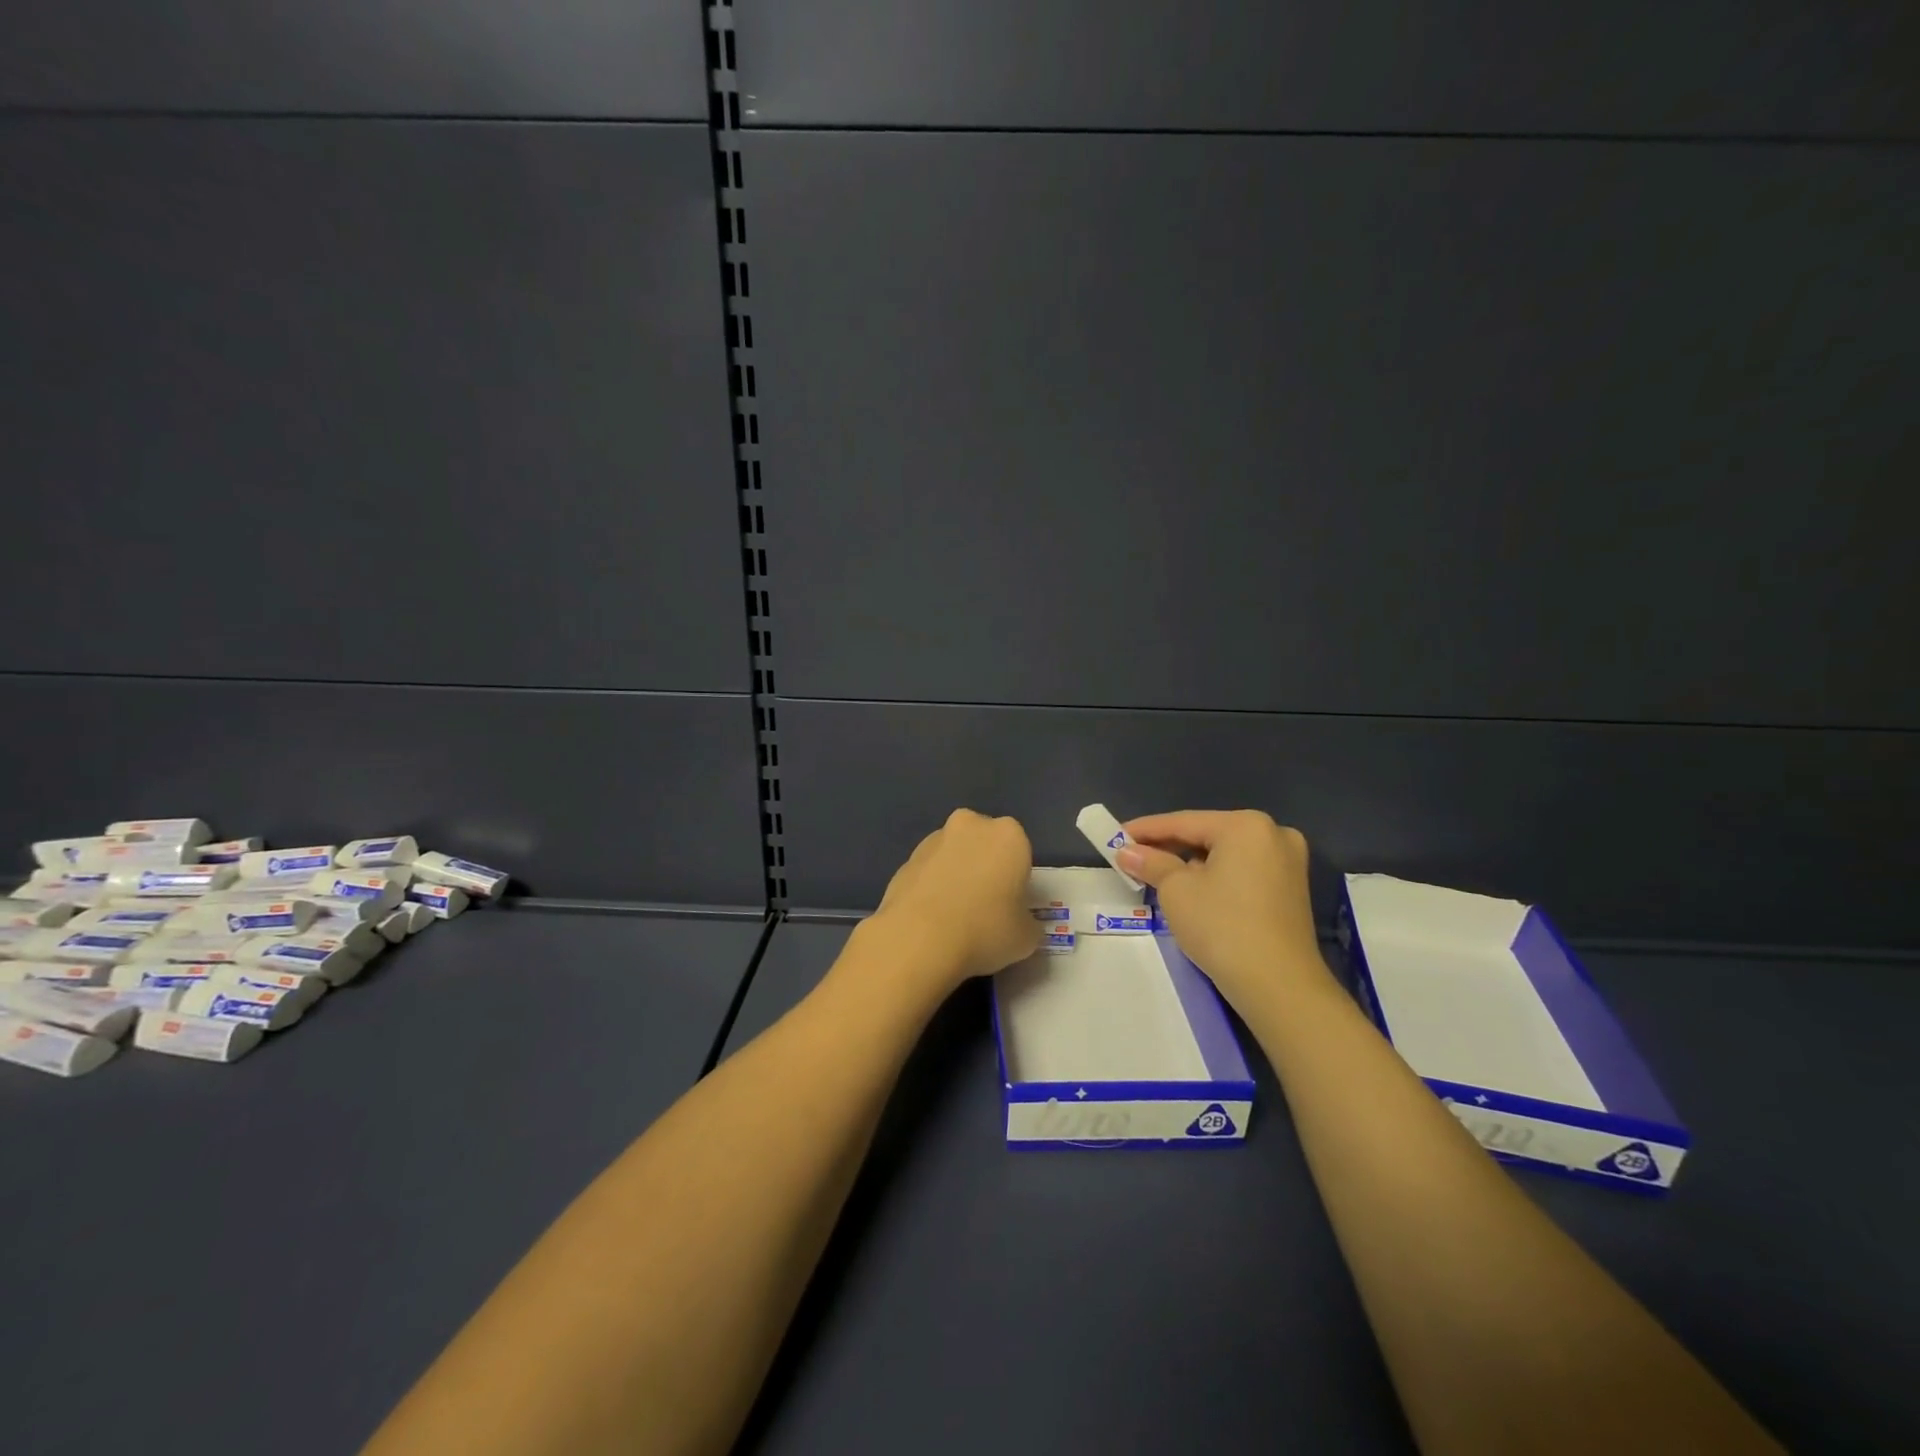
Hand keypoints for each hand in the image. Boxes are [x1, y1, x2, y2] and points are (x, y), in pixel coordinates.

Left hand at [859, 809, 1040, 995]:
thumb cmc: (985, 930)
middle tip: (985, 907)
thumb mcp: (1026, 937)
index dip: (1016, 880)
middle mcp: (970, 825)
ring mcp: (933, 840)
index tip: (1011, 906)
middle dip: (985, 867)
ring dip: (956, 875)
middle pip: (984, 844)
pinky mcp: (905, 859)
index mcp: (1008, 835)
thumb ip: (1027, 922)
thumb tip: (1019, 923)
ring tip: (953, 917)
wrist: (918, 939)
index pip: (1020, 852)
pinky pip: (928, 872)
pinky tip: (930, 919)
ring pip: (954, 855)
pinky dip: (932, 888)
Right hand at [1118, 810, 1329, 1011]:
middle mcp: (1273, 834)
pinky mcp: (1292, 890)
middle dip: (1169, 847)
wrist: (1279, 986)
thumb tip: (1127, 852)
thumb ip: (1151, 863)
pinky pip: (1243, 872)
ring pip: (1226, 854)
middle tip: (1132, 857)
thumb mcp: (1176, 891)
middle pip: (1207, 835)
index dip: (1145, 829)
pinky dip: (1216, 877)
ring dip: (1191, 863)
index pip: (1183, 822)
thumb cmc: (1222, 927)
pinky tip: (1192, 891)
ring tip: (1157, 875)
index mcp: (1246, 825)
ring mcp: (1288, 863)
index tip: (1114, 836)